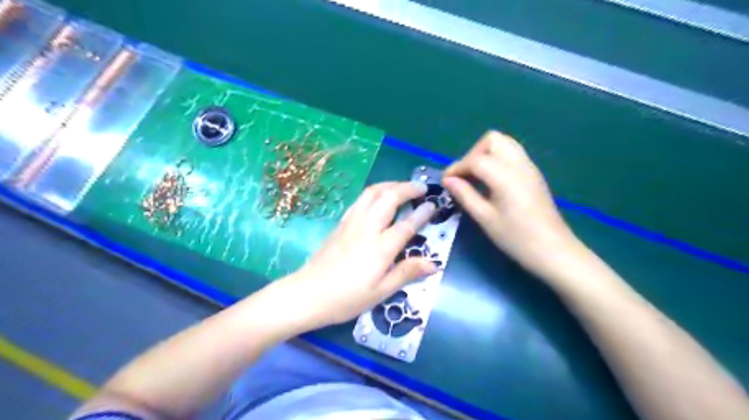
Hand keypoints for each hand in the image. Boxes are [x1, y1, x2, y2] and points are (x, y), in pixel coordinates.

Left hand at [271, 183, 439, 331]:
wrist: (308, 293)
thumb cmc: (347, 298)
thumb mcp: (381, 292)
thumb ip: (407, 273)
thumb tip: (433, 264)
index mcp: (381, 247)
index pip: (407, 224)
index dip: (422, 213)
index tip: (433, 205)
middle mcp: (368, 228)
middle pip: (389, 198)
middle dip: (407, 188)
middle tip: (421, 187)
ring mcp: (352, 222)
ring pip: (372, 193)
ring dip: (390, 185)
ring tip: (402, 186)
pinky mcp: (341, 223)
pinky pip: (360, 200)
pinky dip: (374, 192)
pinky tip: (378, 197)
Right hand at [444, 132, 577, 278]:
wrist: (553, 251)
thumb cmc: (516, 238)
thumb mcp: (485, 218)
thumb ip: (465, 194)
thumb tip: (448, 180)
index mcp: (505, 176)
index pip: (475, 159)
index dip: (457, 168)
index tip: (446, 182)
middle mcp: (519, 164)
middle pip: (492, 140)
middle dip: (473, 153)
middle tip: (464, 176)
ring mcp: (529, 167)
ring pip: (504, 144)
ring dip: (485, 154)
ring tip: (475, 177)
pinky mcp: (534, 174)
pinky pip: (512, 154)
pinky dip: (497, 160)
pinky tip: (491, 182)